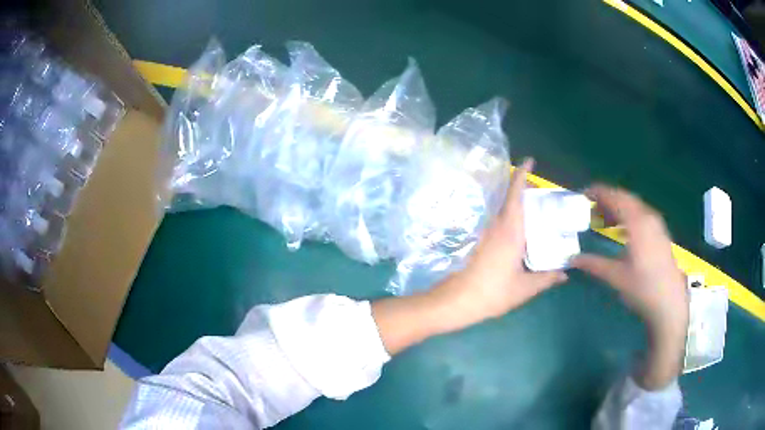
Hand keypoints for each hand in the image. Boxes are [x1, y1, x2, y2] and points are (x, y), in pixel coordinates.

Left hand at [372, 158, 567, 354]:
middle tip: (544, 195)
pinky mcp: (478, 242)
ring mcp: (484, 233)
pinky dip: (510, 217)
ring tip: (536, 211)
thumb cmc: (492, 293)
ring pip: (503, 209)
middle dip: (525, 189)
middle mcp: (496, 225)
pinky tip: (519, 231)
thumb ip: (547, 278)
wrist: (455, 302)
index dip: (522, 174)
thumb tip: (565, 273)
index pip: (516, 194)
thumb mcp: (525, 288)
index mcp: (510, 230)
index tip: (529, 160)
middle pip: (510, 198)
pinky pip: (497, 221)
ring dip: (517, 203)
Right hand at [571, 185, 687, 389]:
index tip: (584, 194)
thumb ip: (594, 264)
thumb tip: (572, 259)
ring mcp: (657, 225)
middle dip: (608, 199)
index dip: (599, 192)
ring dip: (619, 208)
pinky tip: (623, 231)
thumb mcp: (616, 277)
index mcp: (637, 223)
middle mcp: (648, 217)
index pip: (616, 197)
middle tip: (591, 208)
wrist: (669, 302)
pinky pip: (642, 215)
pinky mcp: (661, 234)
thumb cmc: (642, 288)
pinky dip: (629, 217)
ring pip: (635, 207)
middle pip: (626, 198)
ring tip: (604, 220)